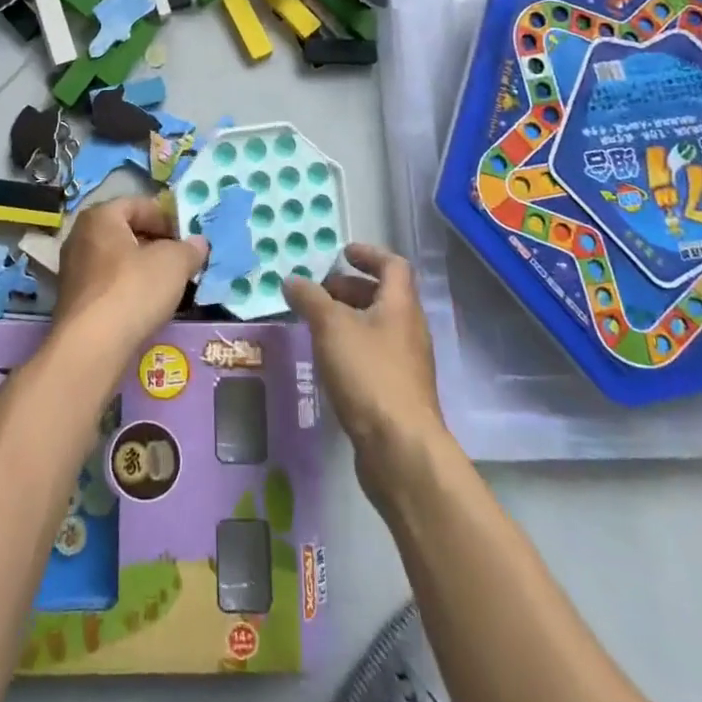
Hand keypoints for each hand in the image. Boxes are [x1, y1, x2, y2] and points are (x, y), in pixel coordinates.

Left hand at [54, 197, 207, 361]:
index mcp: (100, 217)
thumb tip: (198, 242)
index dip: (165, 218)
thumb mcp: (174, 263)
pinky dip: (126, 289)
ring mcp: (72, 269)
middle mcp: (80, 236)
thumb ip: (189, 249)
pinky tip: (144, 306)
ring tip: (167, 285)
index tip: (185, 239)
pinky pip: (106, 284)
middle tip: (179, 261)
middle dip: (154, 243)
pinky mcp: (73, 300)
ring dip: (141, 268)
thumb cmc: (133, 289)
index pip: (137, 204)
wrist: (92, 346)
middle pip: (125, 231)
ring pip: (116, 259)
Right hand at [283, 243, 445, 466]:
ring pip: (377, 327)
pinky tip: (327, 361)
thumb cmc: (369, 374)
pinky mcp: (398, 393)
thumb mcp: (331, 327)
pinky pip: (374, 356)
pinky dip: (351, 347)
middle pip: (384, 296)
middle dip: (350, 288)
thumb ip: (310, 299)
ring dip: (348, 319)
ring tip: (315, 325)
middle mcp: (409, 330)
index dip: (368, 254)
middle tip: (319, 292)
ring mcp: (407, 364)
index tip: (342, 253)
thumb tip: (292, 280)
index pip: (392, 265)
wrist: (401, 449)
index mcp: (400, 306)